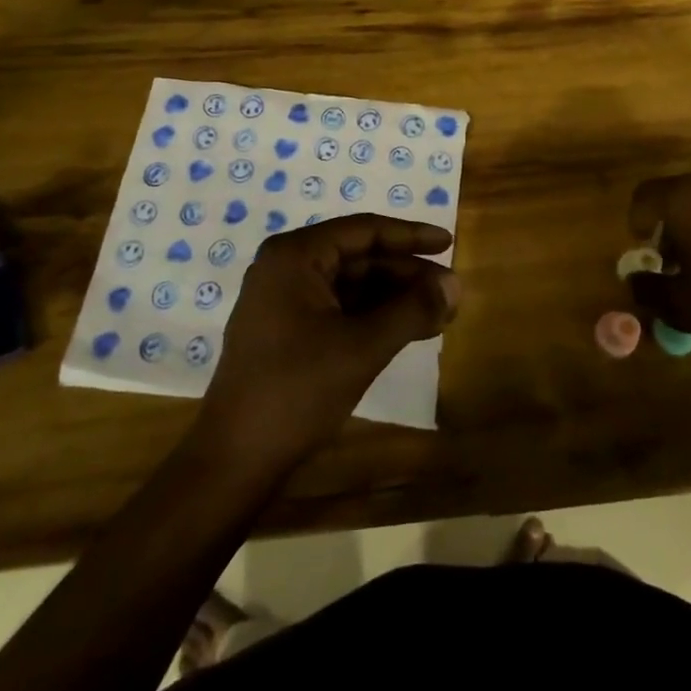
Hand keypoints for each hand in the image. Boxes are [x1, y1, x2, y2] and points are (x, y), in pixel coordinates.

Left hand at [197, 214, 459, 467]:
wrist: (234, 459)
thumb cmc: (297, 390)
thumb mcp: (363, 347)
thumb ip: (412, 310)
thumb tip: (455, 284)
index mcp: (296, 256)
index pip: (364, 231)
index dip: (410, 236)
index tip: (448, 243)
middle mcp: (286, 267)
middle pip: (359, 258)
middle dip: (406, 275)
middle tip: (450, 293)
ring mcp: (283, 300)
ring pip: (351, 286)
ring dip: (394, 298)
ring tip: (440, 314)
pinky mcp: (286, 330)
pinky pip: (338, 309)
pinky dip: (373, 317)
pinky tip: (407, 331)